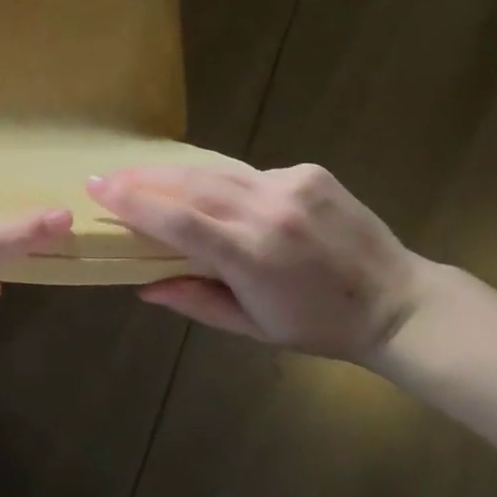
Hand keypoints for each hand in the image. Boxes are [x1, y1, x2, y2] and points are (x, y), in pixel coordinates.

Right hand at [86, 164, 423, 362]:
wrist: (399, 301)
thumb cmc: (319, 325)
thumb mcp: (253, 327)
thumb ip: (195, 300)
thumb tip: (142, 287)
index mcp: (254, 255)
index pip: (179, 220)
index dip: (133, 202)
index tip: (97, 188)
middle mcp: (269, 211)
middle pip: (189, 184)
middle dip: (142, 178)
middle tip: (107, 177)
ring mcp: (291, 185)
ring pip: (213, 169)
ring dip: (171, 172)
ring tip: (137, 174)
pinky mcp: (307, 171)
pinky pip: (244, 171)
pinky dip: (214, 177)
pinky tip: (198, 185)